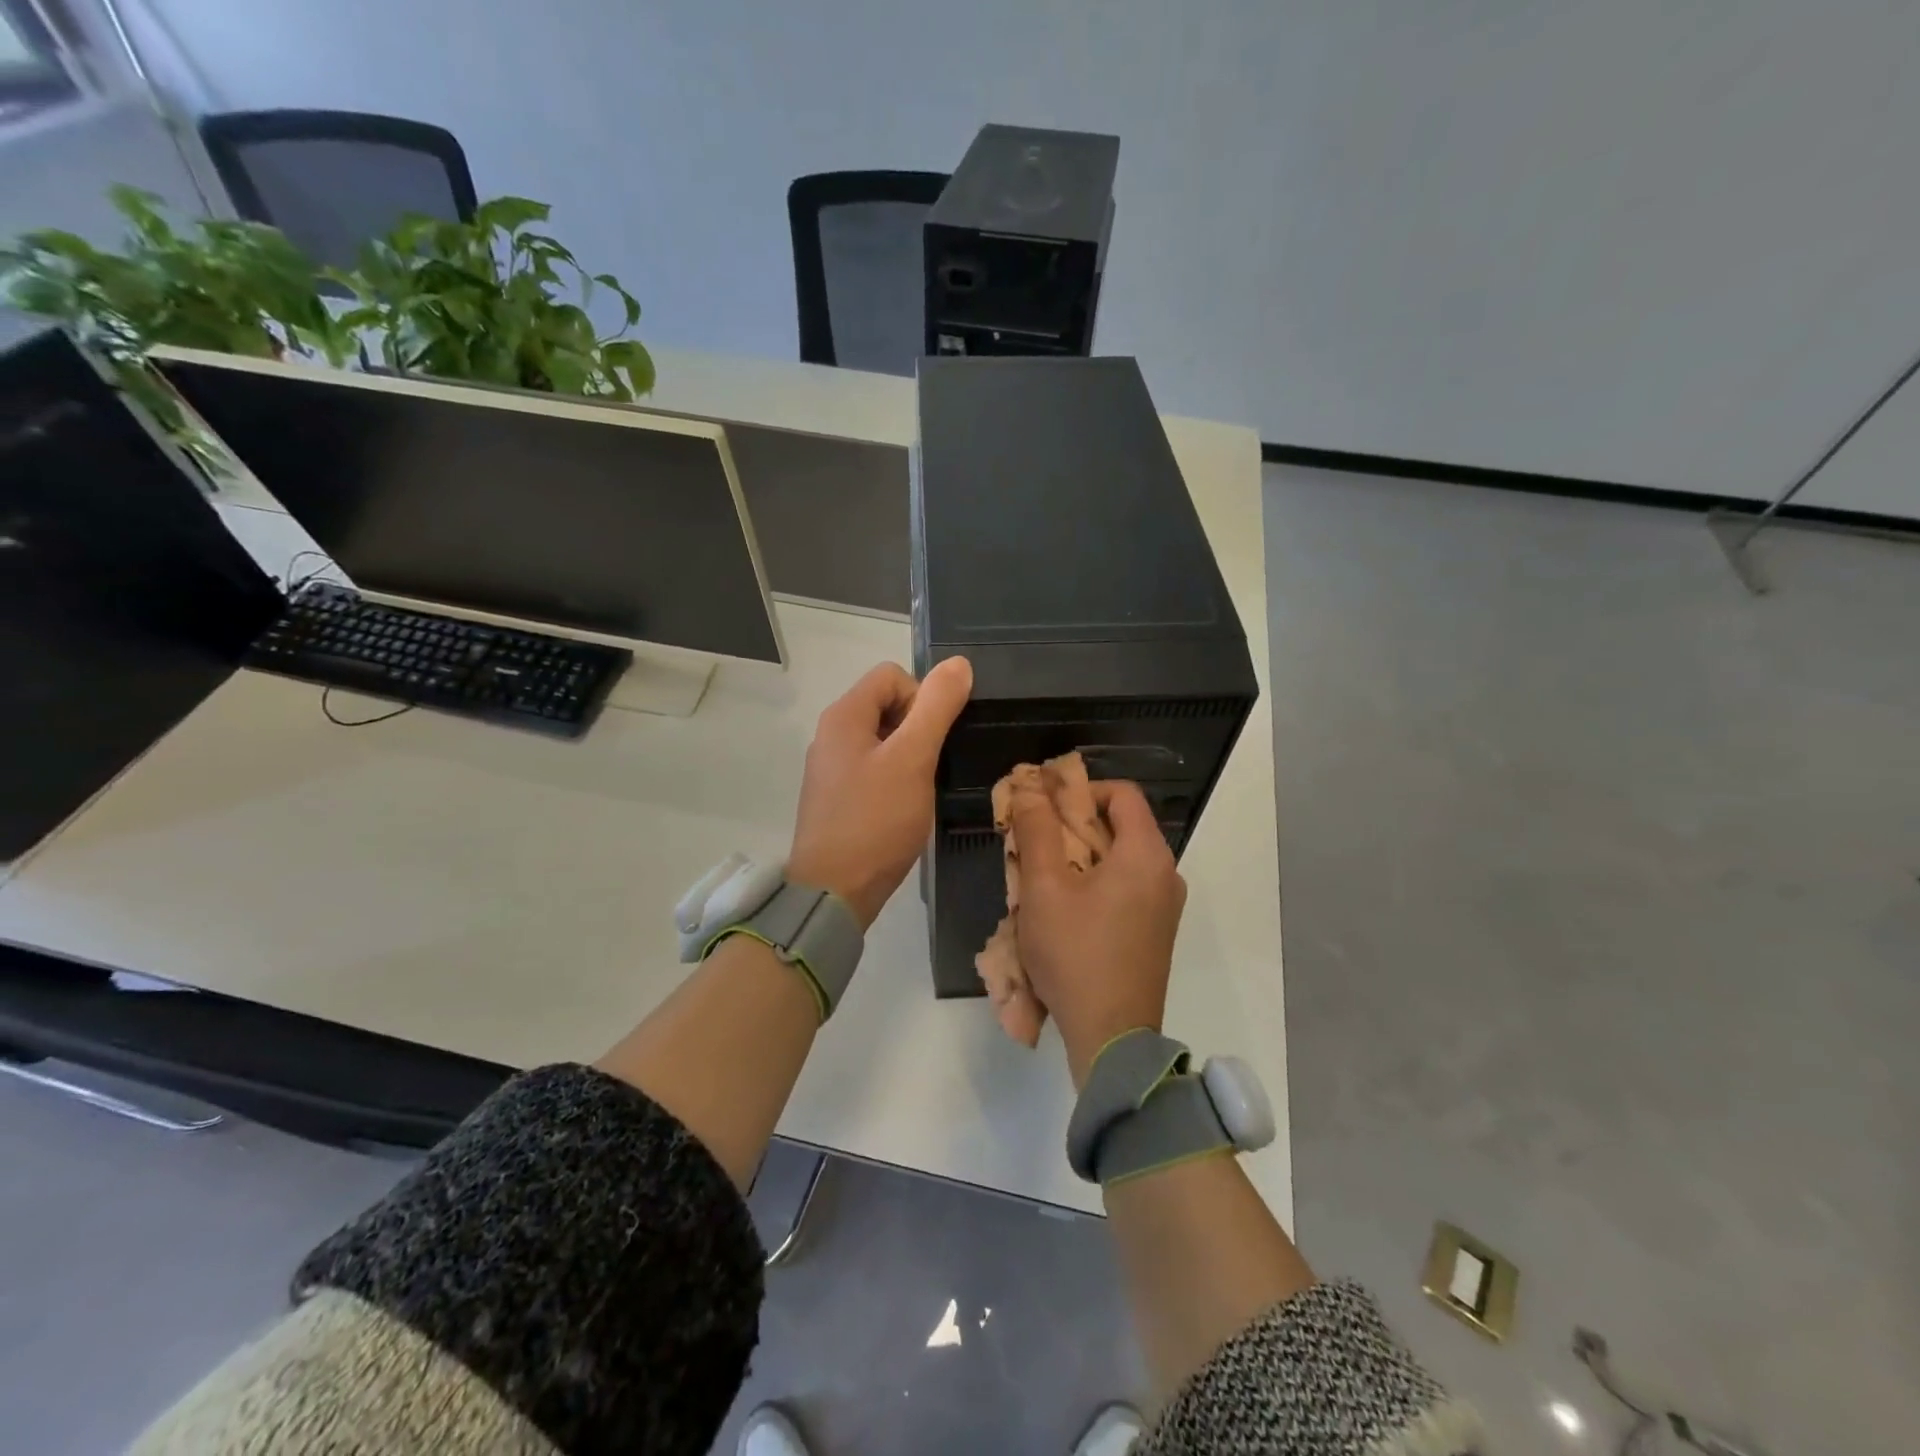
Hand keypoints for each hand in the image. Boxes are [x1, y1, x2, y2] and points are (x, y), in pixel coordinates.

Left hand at [788, 657, 972, 929]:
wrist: (834, 892)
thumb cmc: (875, 821)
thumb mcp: (913, 759)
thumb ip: (936, 708)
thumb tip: (958, 664)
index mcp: (844, 716)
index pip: (892, 675)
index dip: (923, 697)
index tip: (935, 738)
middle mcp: (831, 734)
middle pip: (886, 704)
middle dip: (918, 727)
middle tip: (931, 765)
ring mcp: (832, 768)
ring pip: (883, 739)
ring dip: (910, 754)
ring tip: (922, 788)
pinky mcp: (837, 797)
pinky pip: (873, 768)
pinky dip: (895, 777)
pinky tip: (905, 807)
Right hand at [1009, 780, 1185, 1085]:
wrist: (1111, 1038)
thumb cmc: (1076, 953)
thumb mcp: (1044, 888)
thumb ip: (1036, 830)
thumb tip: (1029, 787)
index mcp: (1146, 854)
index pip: (1120, 793)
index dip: (1079, 790)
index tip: (1043, 806)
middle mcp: (1165, 873)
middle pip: (1118, 826)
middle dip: (1070, 826)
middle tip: (1031, 842)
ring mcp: (1164, 906)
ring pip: (1118, 860)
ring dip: (1078, 858)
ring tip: (1039, 877)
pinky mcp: (1155, 932)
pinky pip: (1124, 889)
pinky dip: (1093, 884)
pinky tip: (1061, 909)